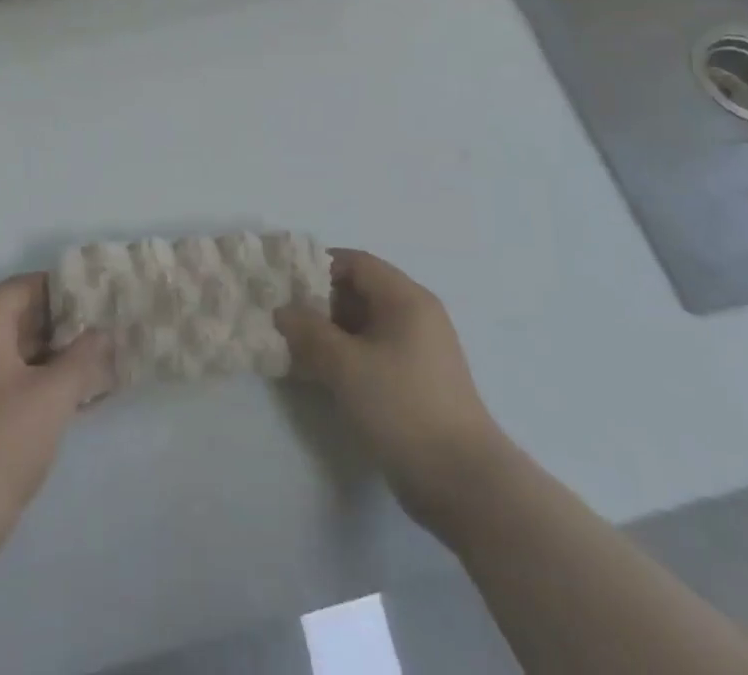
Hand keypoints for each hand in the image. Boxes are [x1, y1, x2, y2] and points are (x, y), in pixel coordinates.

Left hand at [0, 274, 112, 563]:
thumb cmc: (3, 442)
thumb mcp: (53, 395)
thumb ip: (83, 356)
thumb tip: (102, 332)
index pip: (20, 287)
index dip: (57, 286)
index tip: (92, 295)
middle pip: (17, 318)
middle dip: (59, 322)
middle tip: (99, 328)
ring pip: (15, 353)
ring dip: (53, 355)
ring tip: (95, 361)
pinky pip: (9, 381)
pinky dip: (39, 381)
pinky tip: (73, 397)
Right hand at [276, 250, 500, 541]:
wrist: (464, 484)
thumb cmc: (403, 408)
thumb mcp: (347, 367)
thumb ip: (310, 333)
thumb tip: (283, 311)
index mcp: (406, 298)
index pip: (356, 263)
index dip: (318, 267)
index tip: (285, 284)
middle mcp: (416, 316)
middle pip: (361, 291)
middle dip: (320, 302)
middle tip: (284, 320)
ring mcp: (419, 351)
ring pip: (366, 326)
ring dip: (331, 333)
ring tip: (295, 349)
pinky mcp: (417, 383)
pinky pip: (374, 353)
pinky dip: (347, 356)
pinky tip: (321, 375)